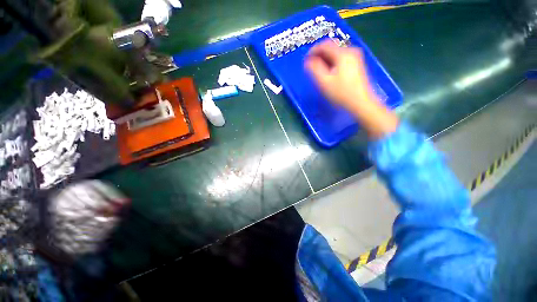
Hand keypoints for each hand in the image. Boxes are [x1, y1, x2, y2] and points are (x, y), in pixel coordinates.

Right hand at [305, 40, 377, 111]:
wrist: (360, 103)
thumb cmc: (341, 93)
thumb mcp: (324, 82)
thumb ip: (314, 69)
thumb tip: (308, 61)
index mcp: (343, 53)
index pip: (324, 45)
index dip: (313, 50)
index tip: (305, 60)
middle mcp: (350, 51)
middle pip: (331, 48)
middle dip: (319, 56)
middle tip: (310, 67)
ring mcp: (355, 57)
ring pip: (335, 54)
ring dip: (325, 60)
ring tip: (318, 71)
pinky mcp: (356, 64)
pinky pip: (340, 59)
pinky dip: (332, 63)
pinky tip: (328, 73)